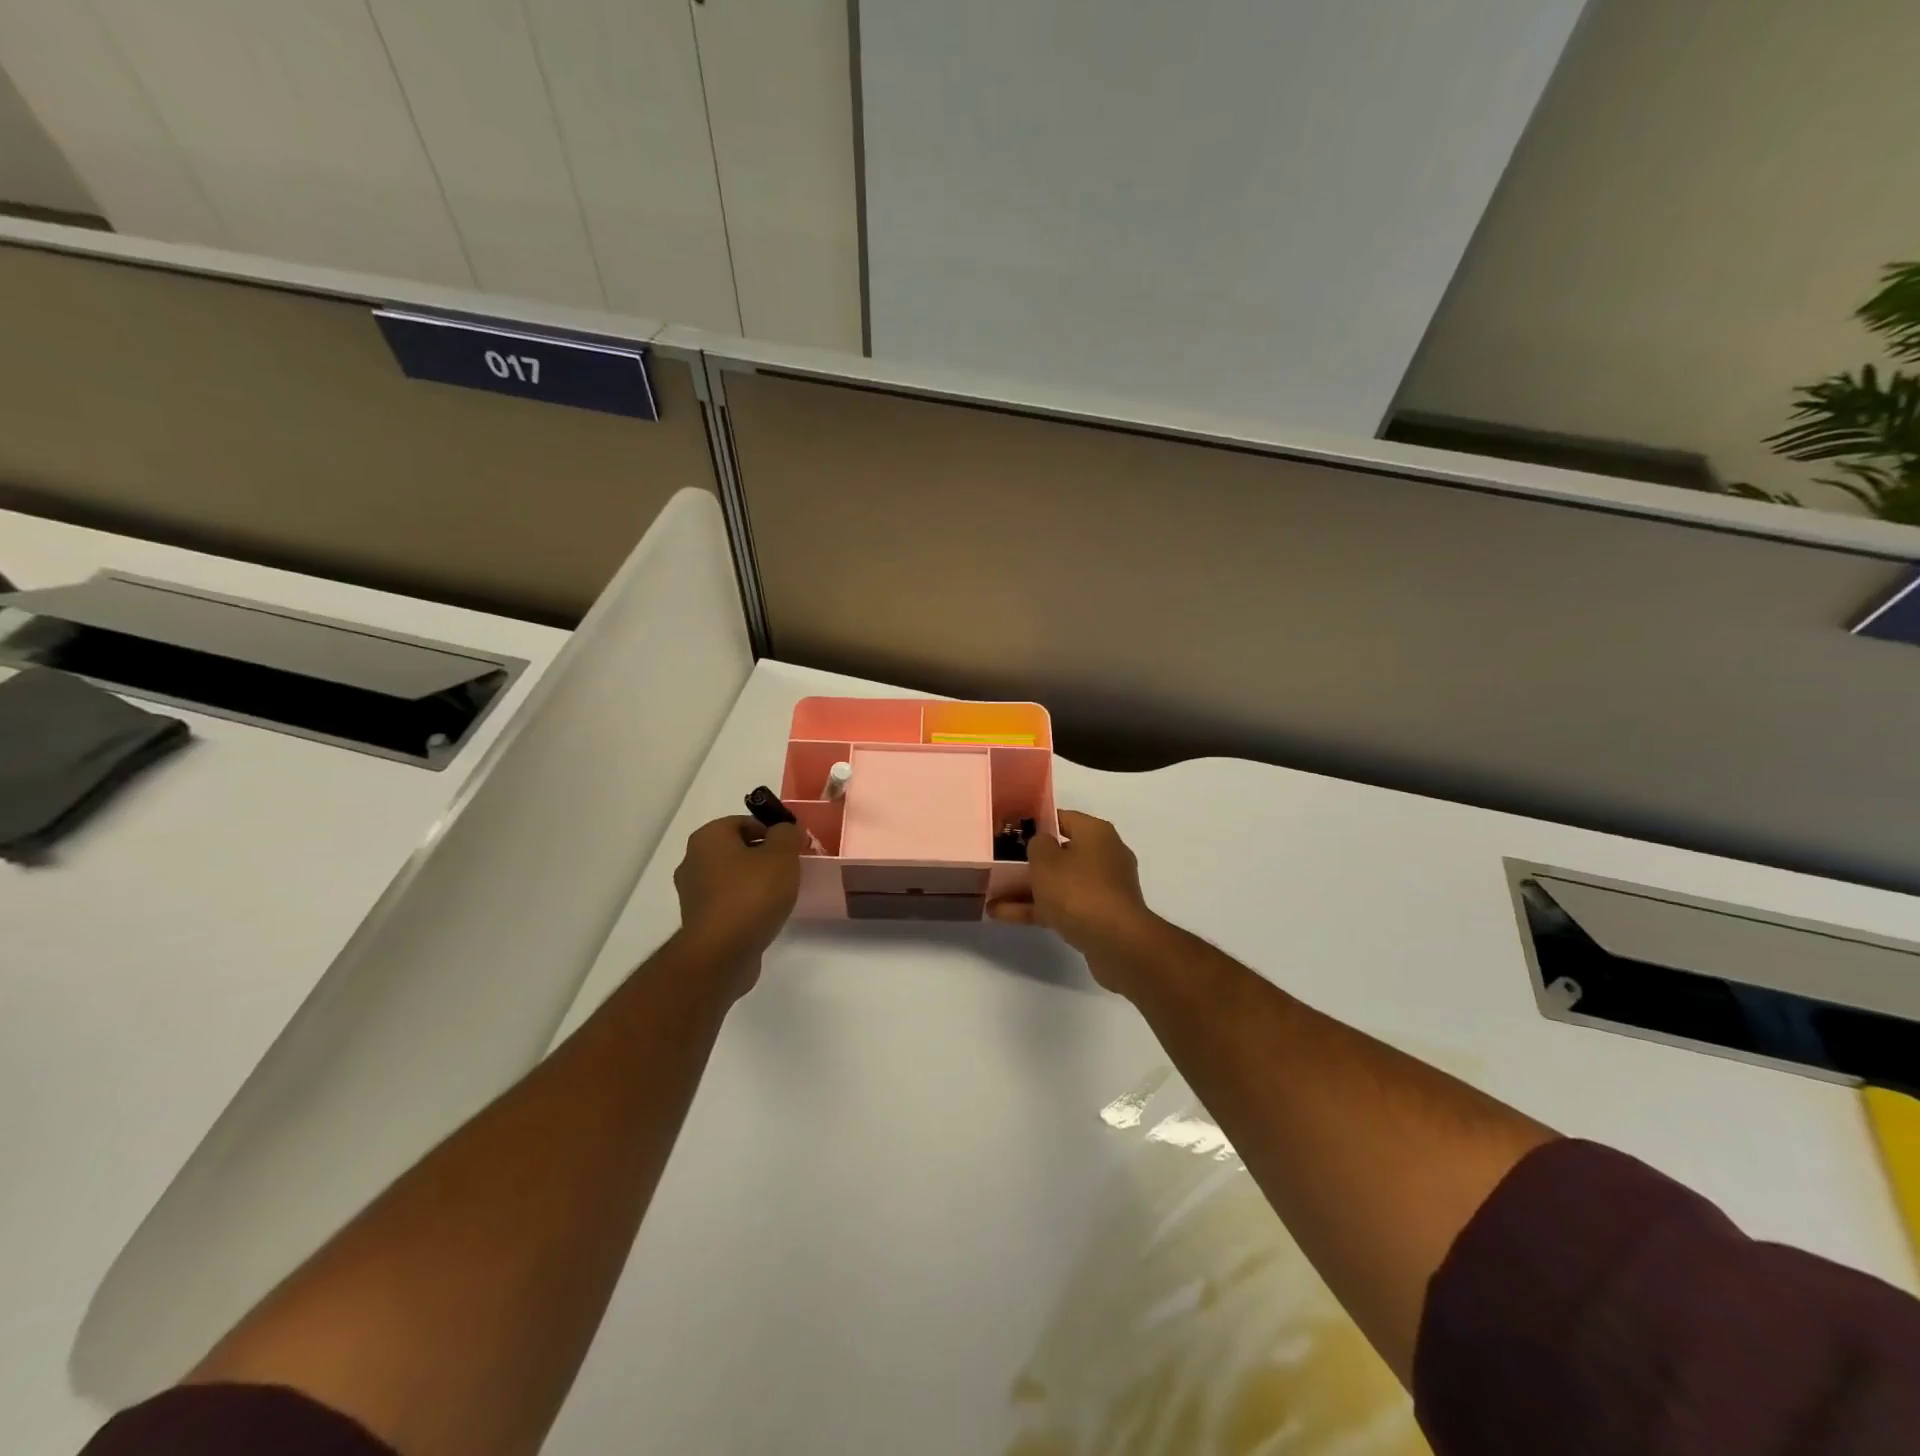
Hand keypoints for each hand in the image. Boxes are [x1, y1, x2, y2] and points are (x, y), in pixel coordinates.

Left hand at [672, 816, 801, 988]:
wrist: (722, 953)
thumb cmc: (752, 894)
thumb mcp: (781, 855)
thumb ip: (787, 834)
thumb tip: (787, 827)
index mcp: (708, 837)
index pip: (743, 821)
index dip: (772, 830)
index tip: (792, 847)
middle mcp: (693, 861)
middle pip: (737, 849)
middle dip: (764, 856)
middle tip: (790, 869)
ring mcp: (693, 893)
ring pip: (732, 877)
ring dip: (755, 882)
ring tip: (781, 895)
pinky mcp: (699, 921)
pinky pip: (728, 902)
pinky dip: (746, 904)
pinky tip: (765, 915)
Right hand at [988, 809, 1161, 989]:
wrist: (1117, 943)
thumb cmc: (1078, 891)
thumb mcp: (1046, 861)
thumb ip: (1037, 845)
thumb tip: (1042, 843)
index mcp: (1096, 833)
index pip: (1062, 818)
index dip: (1035, 824)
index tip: (1010, 833)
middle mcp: (1104, 855)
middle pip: (1060, 853)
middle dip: (1029, 862)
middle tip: (1000, 866)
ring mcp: (1104, 888)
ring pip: (1059, 883)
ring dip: (1028, 890)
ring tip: (992, 896)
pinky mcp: (1100, 916)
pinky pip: (1063, 906)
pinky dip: (1038, 909)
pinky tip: (1004, 916)